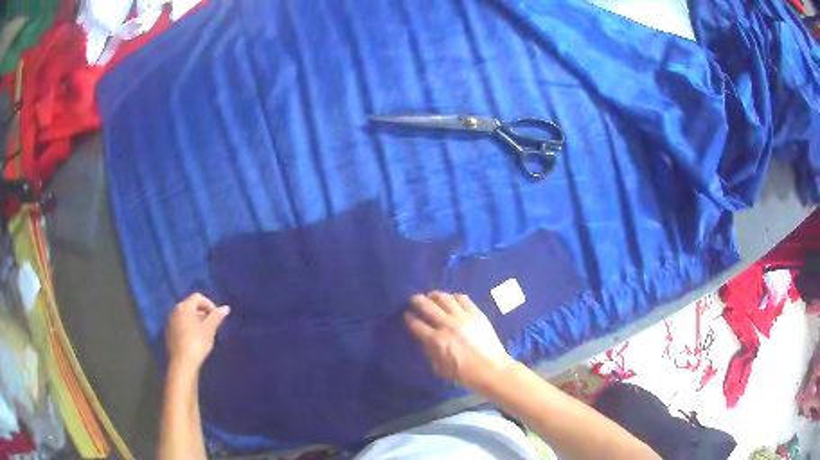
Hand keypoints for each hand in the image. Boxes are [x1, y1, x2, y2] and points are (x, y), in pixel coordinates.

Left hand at [165, 293, 229, 370]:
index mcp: (184, 307)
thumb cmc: (197, 343)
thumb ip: (216, 317)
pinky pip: (180, 324)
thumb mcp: (209, 330)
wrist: (183, 362)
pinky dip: (188, 327)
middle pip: (191, 305)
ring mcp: (170, 321)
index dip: (210, 305)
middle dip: (202, 313)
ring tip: (204, 333)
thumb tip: (226, 308)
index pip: (198, 297)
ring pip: (185, 315)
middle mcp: (175, 310)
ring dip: (195, 320)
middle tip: (212, 325)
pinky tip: (194, 339)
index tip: (217, 317)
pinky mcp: (168, 332)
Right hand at [404, 291, 512, 389]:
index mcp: (437, 341)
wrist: (493, 369)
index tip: (406, 315)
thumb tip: (424, 341)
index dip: (409, 319)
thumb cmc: (466, 374)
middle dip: (417, 301)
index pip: (417, 325)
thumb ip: (431, 353)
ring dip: (435, 295)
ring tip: (431, 295)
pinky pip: (463, 299)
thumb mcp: (442, 369)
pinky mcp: (477, 314)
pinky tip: (451, 299)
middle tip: (413, 299)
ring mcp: (463, 317)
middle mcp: (448, 325)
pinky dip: (454, 297)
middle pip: (428, 307)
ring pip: (445, 299)